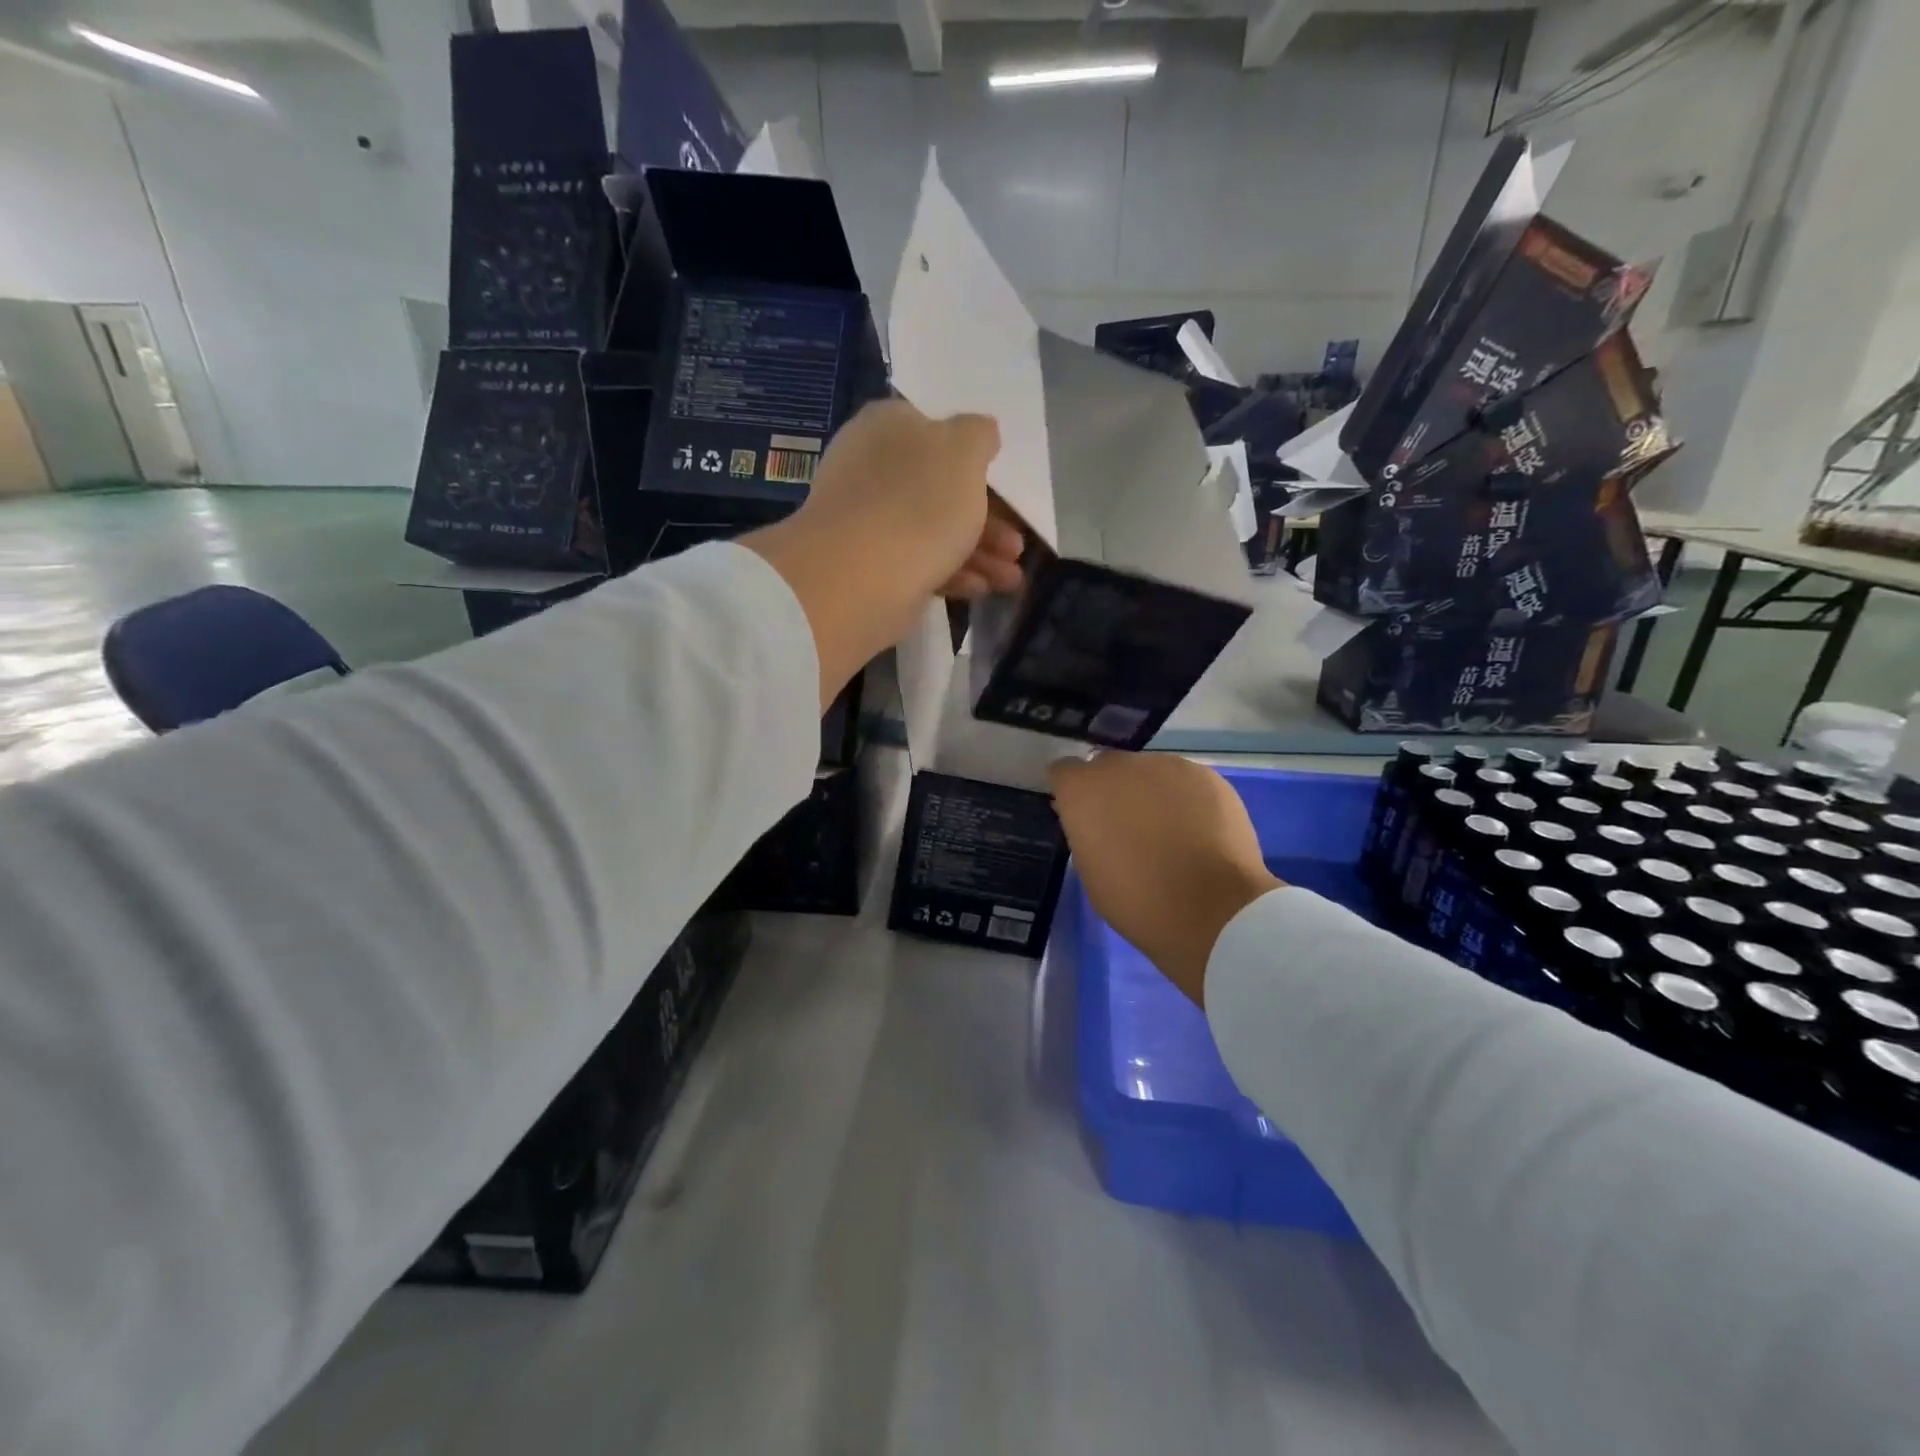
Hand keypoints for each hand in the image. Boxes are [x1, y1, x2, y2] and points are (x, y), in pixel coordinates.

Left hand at [804, 400, 1023, 601]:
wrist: (859, 578)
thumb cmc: (918, 503)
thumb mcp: (964, 451)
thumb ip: (979, 435)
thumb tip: (980, 431)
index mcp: (889, 426)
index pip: (937, 430)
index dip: (976, 458)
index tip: (1007, 487)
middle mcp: (873, 468)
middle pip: (942, 489)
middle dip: (989, 520)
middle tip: (1017, 546)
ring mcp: (869, 520)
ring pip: (935, 531)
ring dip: (980, 553)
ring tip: (1011, 579)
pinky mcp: (871, 566)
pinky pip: (920, 563)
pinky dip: (954, 574)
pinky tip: (981, 589)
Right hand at [1049, 753, 1281, 1006]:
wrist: (1213, 911)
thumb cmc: (1138, 902)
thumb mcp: (1091, 871)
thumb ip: (1086, 833)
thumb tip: (1093, 821)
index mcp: (1083, 790)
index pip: (1064, 772)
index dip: (1073, 793)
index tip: (1082, 817)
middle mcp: (1121, 766)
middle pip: (1108, 767)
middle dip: (1112, 791)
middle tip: (1127, 827)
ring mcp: (1167, 765)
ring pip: (1149, 772)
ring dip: (1150, 793)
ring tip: (1169, 832)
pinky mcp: (1206, 775)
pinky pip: (1184, 782)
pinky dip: (1185, 800)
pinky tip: (1197, 832)